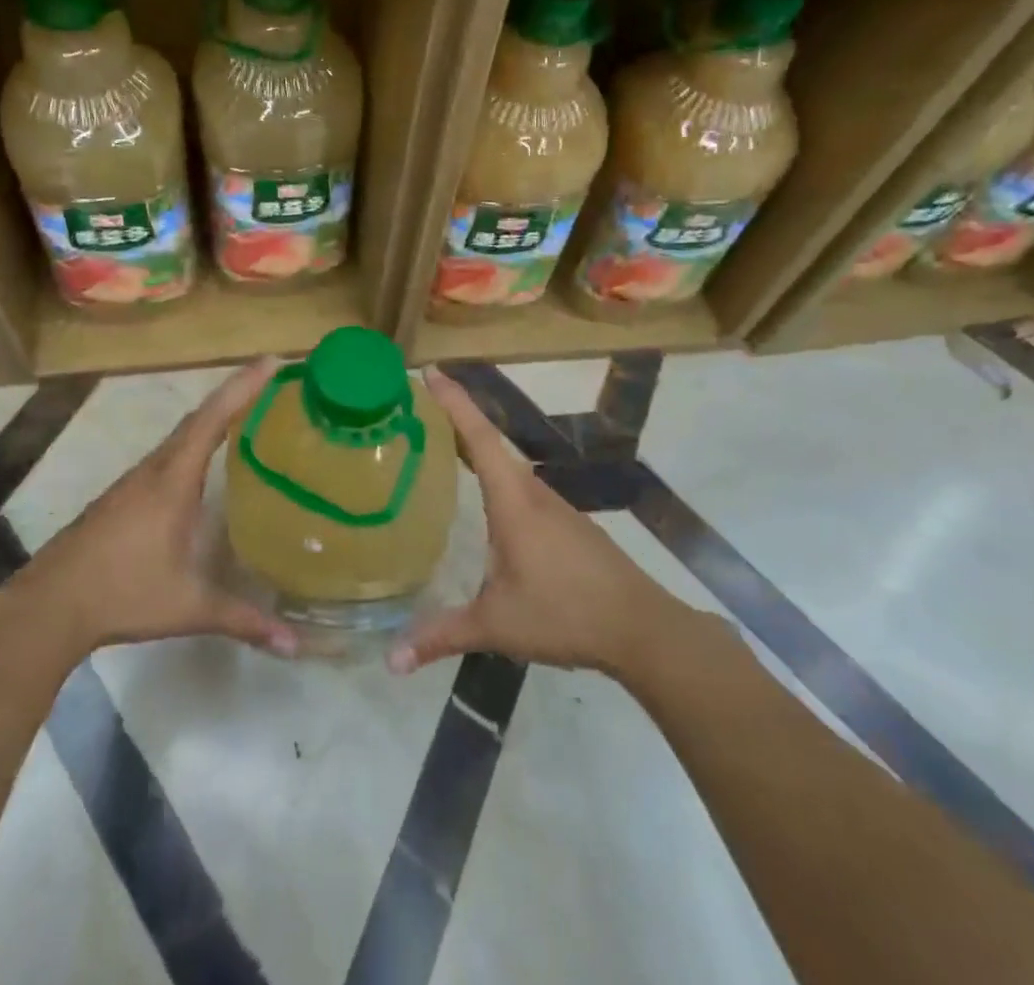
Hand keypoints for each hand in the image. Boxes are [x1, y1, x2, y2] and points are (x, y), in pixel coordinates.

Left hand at [12, 358, 298, 661]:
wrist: (49, 605)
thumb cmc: (122, 593)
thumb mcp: (189, 607)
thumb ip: (243, 620)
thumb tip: (297, 647)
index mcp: (173, 480)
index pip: (212, 419)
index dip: (242, 387)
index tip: (271, 361)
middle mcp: (154, 470)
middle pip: (198, 419)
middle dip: (234, 396)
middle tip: (270, 383)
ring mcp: (133, 482)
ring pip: (179, 437)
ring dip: (211, 420)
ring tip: (246, 417)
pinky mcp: (120, 497)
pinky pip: (165, 456)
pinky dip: (191, 444)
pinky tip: (202, 467)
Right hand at [388, 368, 672, 676]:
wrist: (643, 629)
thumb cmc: (565, 613)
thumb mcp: (497, 625)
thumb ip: (442, 636)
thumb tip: (390, 661)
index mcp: (513, 500)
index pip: (477, 436)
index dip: (453, 402)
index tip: (430, 371)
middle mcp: (532, 491)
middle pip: (489, 441)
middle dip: (456, 418)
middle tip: (419, 405)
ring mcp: (554, 506)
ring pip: (507, 464)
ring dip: (476, 446)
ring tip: (441, 444)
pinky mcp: (567, 524)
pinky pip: (522, 486)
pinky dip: (495, 475)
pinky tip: (485, 499)